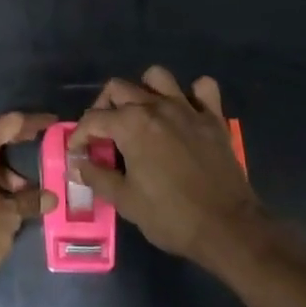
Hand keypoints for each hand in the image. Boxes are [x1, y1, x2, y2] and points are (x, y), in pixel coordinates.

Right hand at [70, 67, 264, 266]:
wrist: (228, 228)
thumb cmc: (171, 216)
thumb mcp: (126, 201)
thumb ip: (97, 177)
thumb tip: (77, 165)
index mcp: (132, 124)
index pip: (93, 118)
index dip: (79, 134)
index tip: (77, 151)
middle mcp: (156, 106)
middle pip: (119, 89)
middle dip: (104, 107)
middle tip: (103, 133)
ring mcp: (187, 109)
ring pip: (157, 77)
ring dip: (144, 90)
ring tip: (141, 114)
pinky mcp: (213, 118)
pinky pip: (204, 89)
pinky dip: (193, 94)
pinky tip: (185, 111)